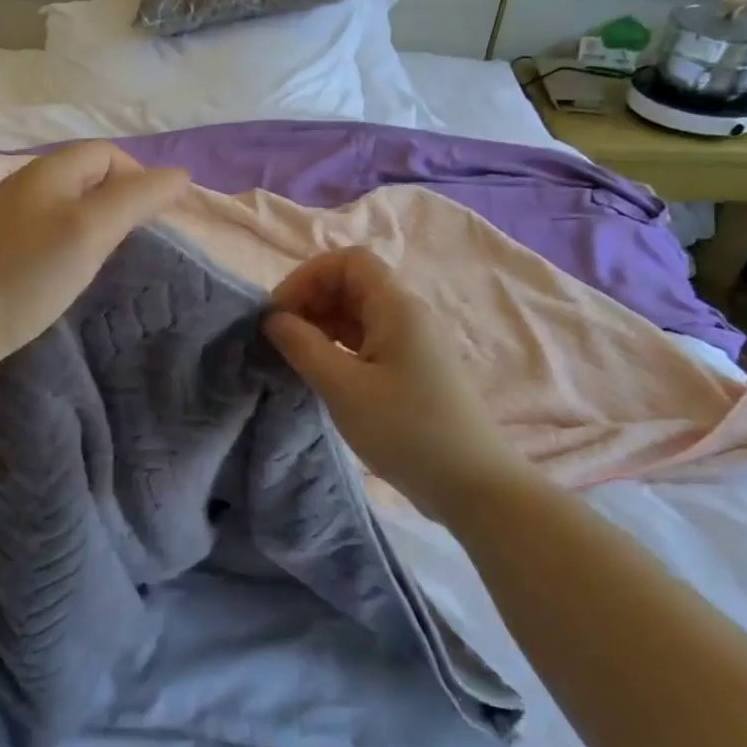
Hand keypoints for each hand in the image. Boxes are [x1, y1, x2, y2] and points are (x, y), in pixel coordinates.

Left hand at [0, 142, 188, 372]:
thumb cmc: (27, 274)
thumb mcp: (91, 231)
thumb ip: (137, 199)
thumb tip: (180, 175)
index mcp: (48, 170)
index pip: (108, 153)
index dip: (139, 178)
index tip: (151, 222)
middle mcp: (23, 182)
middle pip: (86, 176)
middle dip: (117, 200)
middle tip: (130, 243)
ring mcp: (2, 213)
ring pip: (63, 203)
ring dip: (91, 222)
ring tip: (101, 260)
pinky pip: (41, 228)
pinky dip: (64, 241)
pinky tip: (61, 271)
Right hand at [264, 247, 537, 515]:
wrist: (473, 486)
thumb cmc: (406, 430)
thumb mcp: (343, 388)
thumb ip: (303, 346)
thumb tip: (273, 318)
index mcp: (396, 307)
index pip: (348, 261)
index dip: (308, 276)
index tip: (280, 312)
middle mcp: (407, 315)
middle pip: (351, 284)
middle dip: (310, 300)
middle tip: (280, 337)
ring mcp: (412, 342)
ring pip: (358, 313)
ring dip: (321, 324)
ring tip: (294, 356)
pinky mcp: (412, 369)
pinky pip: (368, 339)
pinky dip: (338, 345)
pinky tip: (320, 371)